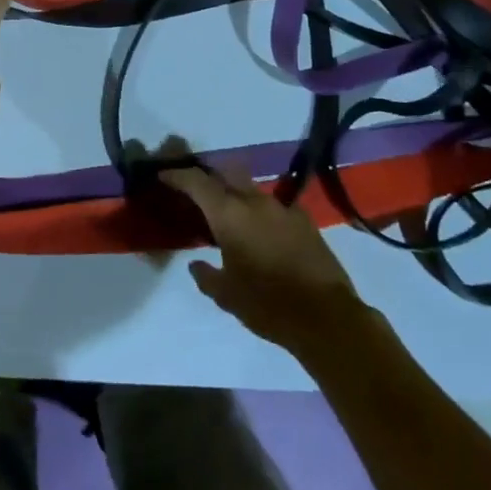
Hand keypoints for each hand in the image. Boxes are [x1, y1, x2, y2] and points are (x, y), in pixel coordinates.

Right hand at [160, 163, 366, 354]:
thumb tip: (196, 264)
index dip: (177, 176)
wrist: (326, 317)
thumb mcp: (227, 296)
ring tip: (230, 214)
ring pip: (251, 188)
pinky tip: (262, 231)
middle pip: (226, 172)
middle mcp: (254, 201)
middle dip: (209, 176)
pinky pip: (274, 206)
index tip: (163, 175)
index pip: (197, 182)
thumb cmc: (267, 305)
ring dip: (236, 195)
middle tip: (197, 190)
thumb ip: (206, 275)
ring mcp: (282, 207)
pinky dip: (261, 212)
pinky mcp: (304, 220)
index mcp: (229, 215)